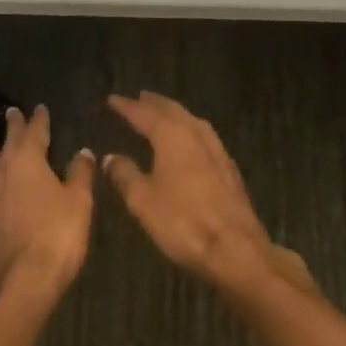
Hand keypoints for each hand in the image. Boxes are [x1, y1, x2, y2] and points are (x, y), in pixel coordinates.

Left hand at [0, 105, 94, 314]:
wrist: (20, 284)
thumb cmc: (56, 236)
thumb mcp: (79, 202)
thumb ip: (80, 174)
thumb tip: (83, 151)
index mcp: (29, 162)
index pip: (35, 132)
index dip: (39, 119)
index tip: (39, 108)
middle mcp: (3, 172)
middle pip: (7, 144)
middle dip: (12, 128)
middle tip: (11, 113)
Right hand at [102, 92, 313, 294]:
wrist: (235, 248)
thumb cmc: (183, 221)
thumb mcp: (143, 201)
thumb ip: (125, 175)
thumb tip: (110, 157)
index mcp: (171, 135)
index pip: (144, 113)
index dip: (127, 106)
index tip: (113, 99)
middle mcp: (195, 133)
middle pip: (172, 110)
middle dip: (154, 103)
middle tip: (139, 98)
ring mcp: (216, 149)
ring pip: (191, 120)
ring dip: (174, 113)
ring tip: (161, 113)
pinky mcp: (228, 167)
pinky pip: (203, 135)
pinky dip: (189, 129)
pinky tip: (189, 140)